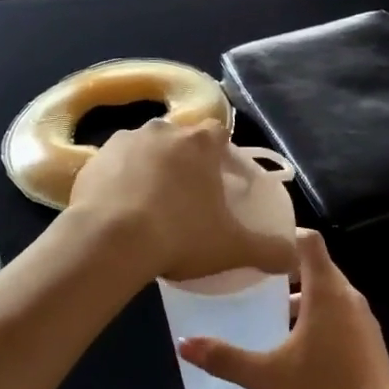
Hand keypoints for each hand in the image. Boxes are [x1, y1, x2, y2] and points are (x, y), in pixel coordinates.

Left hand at [68, 118, 295, 283]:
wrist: (111, 241)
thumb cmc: (181, 235)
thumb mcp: (232, 247)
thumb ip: (269, 250)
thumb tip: (295, 257)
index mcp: (199, 142)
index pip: (218, 134)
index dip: (221, 155)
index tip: (220, 180)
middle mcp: (162, 131)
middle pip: (180, 140)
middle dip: (184, 162)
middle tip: (187, 199)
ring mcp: (123, 142)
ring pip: (144, 151)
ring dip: (149, 170)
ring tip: (150, 208)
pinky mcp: (92, 161)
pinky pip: (112, 168)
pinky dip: (118, 184)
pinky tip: (120, 214)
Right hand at [177, 229, 388, 388]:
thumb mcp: (266, 377)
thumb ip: (225, 358)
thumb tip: (184, 344)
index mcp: (327, 292)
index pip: (310, 241)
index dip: (285, 234)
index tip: (257, 242)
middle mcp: (349, 297)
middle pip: (317, 265)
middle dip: (286, 267)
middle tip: (252, 275)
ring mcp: (363, 320)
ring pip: (329, 291)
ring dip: (302, 294)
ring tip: (269, 309)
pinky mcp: (370, 342)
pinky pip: (340, 313)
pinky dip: (318, 314)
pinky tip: (296, 343)